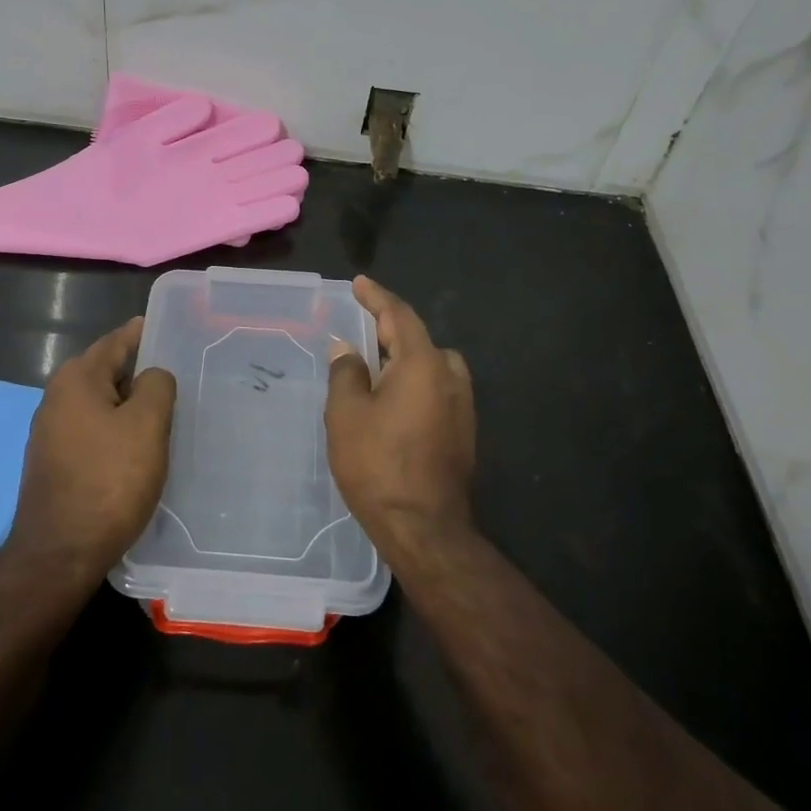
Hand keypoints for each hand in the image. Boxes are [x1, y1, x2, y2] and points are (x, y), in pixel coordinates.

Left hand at [7, 317, 176, 583]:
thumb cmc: (109, 480)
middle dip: (137, 371)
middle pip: (105, 372)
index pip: (115, 343)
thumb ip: (156, 386)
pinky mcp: (53, 462)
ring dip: (127, 404)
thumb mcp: (146, 425)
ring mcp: (50, 433)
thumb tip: (152, 376)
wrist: (60, 553)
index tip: (165, 327)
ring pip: (99, 404)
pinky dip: (114, 429)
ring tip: (162, 411)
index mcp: (77, 380)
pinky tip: (135, 447)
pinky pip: (91, 431)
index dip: (140, 333)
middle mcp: (56, 398)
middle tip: (174, 374)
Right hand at [325, 277, 477, 562]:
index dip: (376, 297)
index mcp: (422, 364)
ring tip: (375, 371)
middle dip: (390, 331)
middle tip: (362, 331)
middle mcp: (450, 377)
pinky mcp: (464, 431)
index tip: (359, 283)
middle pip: (419, 340)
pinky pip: (437, 390)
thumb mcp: (346, 414)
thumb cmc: (378, 464)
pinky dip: (415, 384)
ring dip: (405, 360)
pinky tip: (393, 404)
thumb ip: (346, 372)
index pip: (399, 316)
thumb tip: (347, 349)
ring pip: (432, 367)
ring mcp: (463, 406)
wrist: (424, 527)